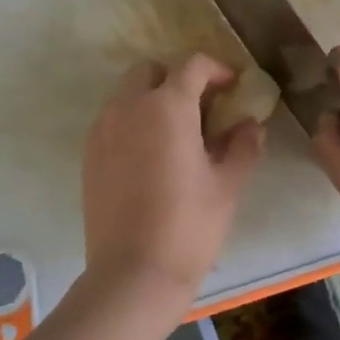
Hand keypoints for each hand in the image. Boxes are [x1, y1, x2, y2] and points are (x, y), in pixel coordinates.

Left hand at [80, 54, 264, 315]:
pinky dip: (133, 122)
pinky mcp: (89, 154)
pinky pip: (112, 120)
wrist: (133, 273)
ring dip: (152, 99)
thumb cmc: (189, 225)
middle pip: (151, 71)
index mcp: (167, 106)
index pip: (192, 65)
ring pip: (127, 94)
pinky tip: (151, 156)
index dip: (217, 70)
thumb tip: (250, 125)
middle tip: (202, 108)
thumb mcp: (228, 185)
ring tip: (177, 134)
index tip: (233, 87)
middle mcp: (128, 107)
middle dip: (177, 80)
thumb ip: (243, 146)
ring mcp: (103, 129)